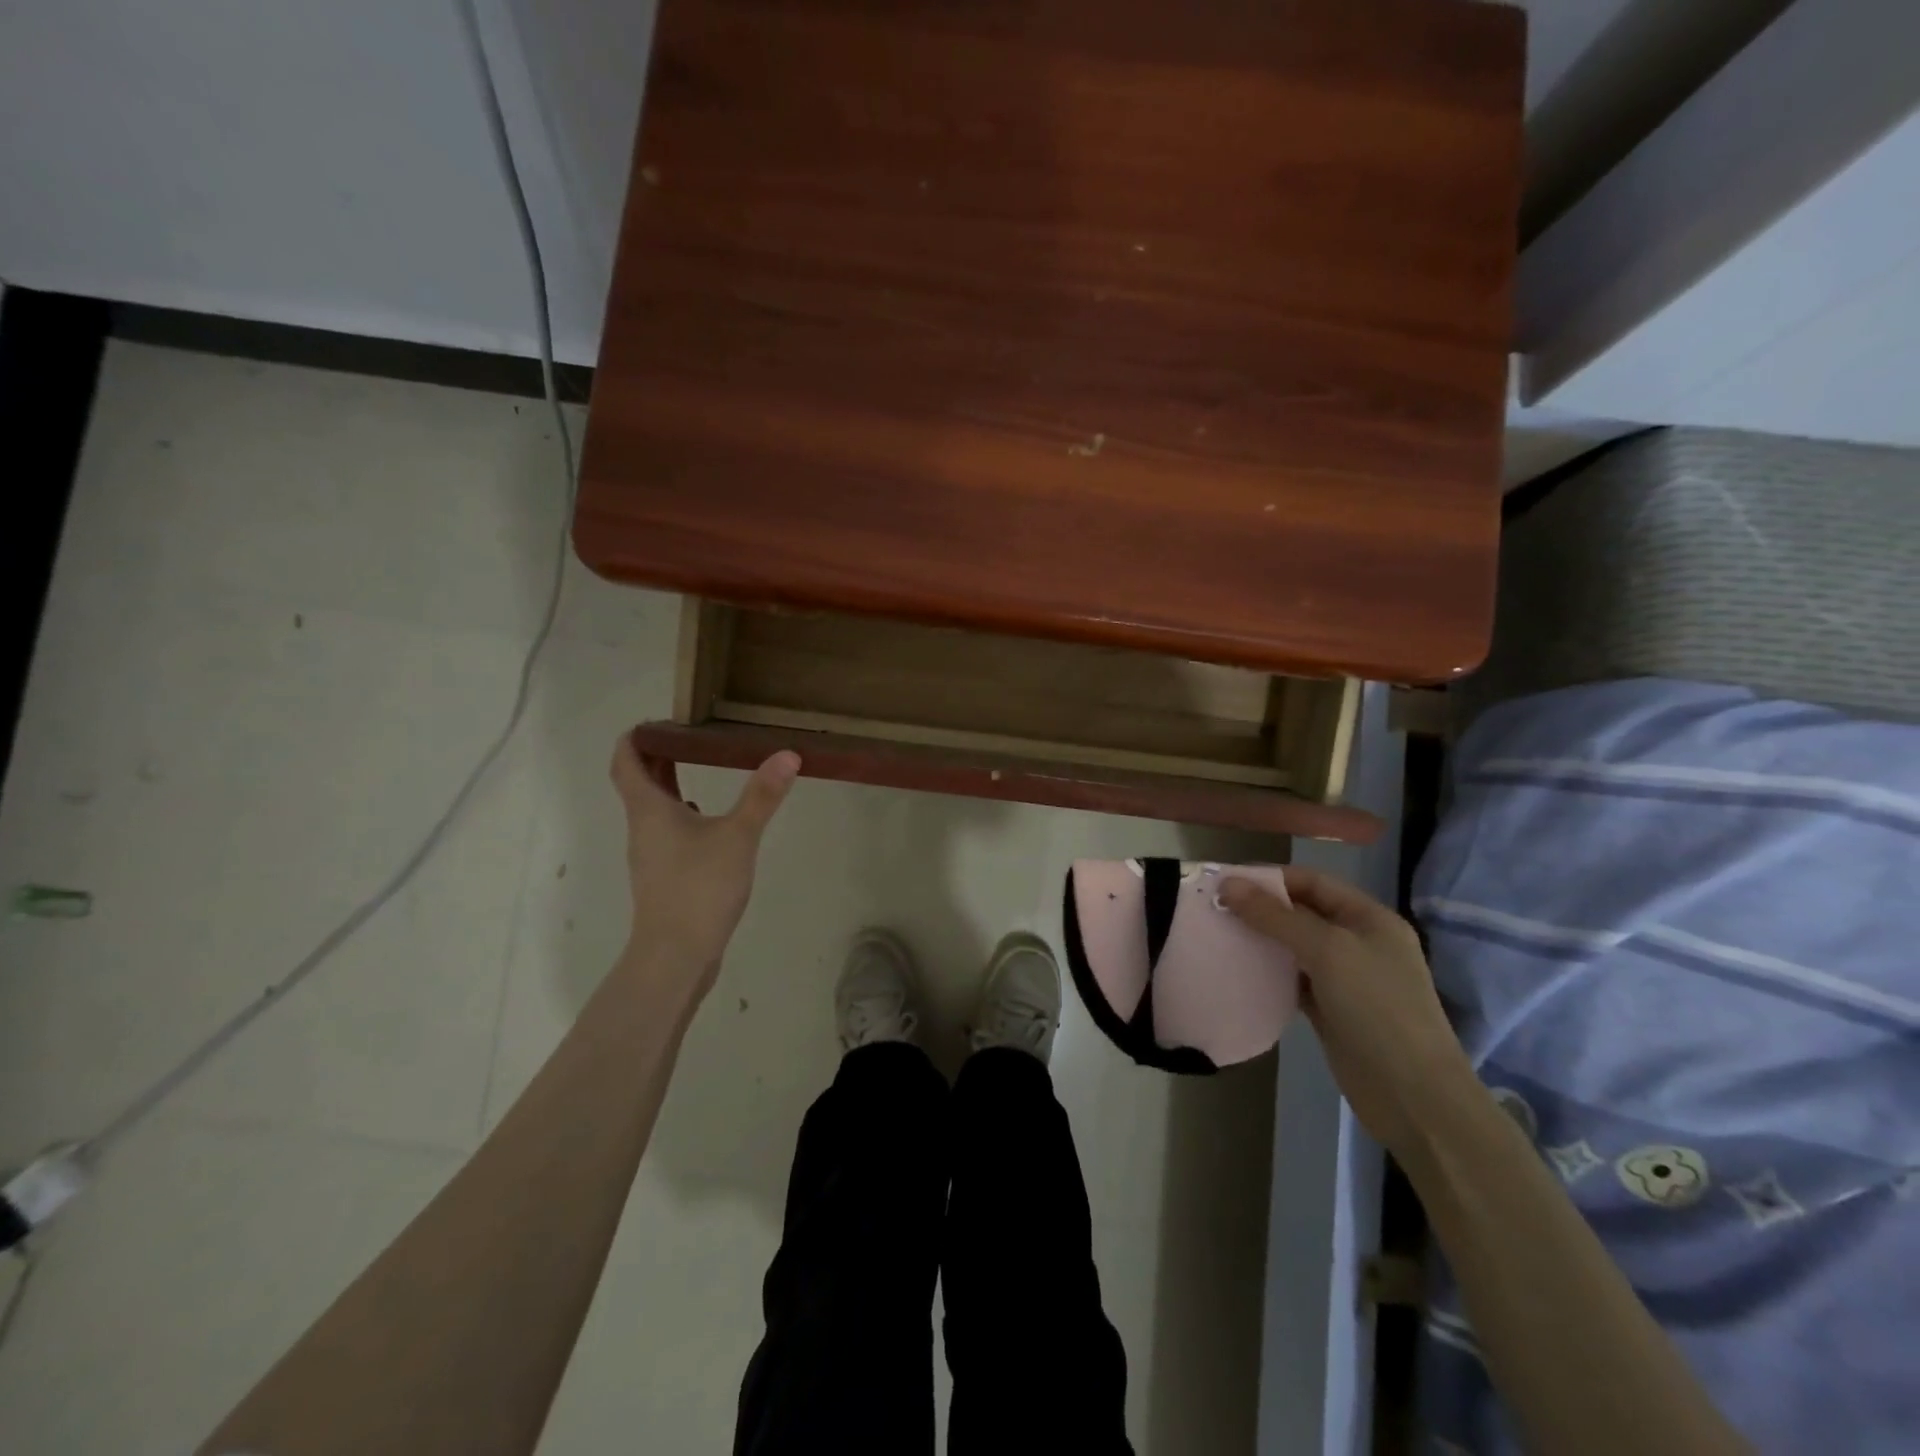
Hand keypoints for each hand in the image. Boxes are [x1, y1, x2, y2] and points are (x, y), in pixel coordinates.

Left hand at [609, 733, 800, 985]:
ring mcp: (651, 856)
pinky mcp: (663, 877)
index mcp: (649, 809)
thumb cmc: (699, 888)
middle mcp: (642, 828)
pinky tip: (710, 823)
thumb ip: (762, 796)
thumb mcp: (738, 836)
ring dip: (670, 786)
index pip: (625, 760)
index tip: (660, 720)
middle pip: (638, 782)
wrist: (675, 956)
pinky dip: (681, 816)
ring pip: (653, 809)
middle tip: (691, 736)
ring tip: (702, 769)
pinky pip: (667, 833)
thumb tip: (787, 755)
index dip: (636, 736)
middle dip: (658, 756)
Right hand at [1220, 867, 1474, 1158]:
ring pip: (1294, 947)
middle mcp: (1359, 942)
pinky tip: (1240, 970)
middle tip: (1214, 909)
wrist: (1413, 1095)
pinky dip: (1268, 972)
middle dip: (1260, 908)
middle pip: (1302, 912)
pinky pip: (1292, 979)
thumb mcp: (1327, 951)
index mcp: (1369, 918)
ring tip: (1219, 935)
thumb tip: (1227, 885)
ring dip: (1261, 940)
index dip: (1270, 878)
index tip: (1225, 882)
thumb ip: (1275, 917)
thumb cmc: (1377, 1008)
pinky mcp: (1331, 1010)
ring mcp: (1346, 978)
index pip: (1313, 882)